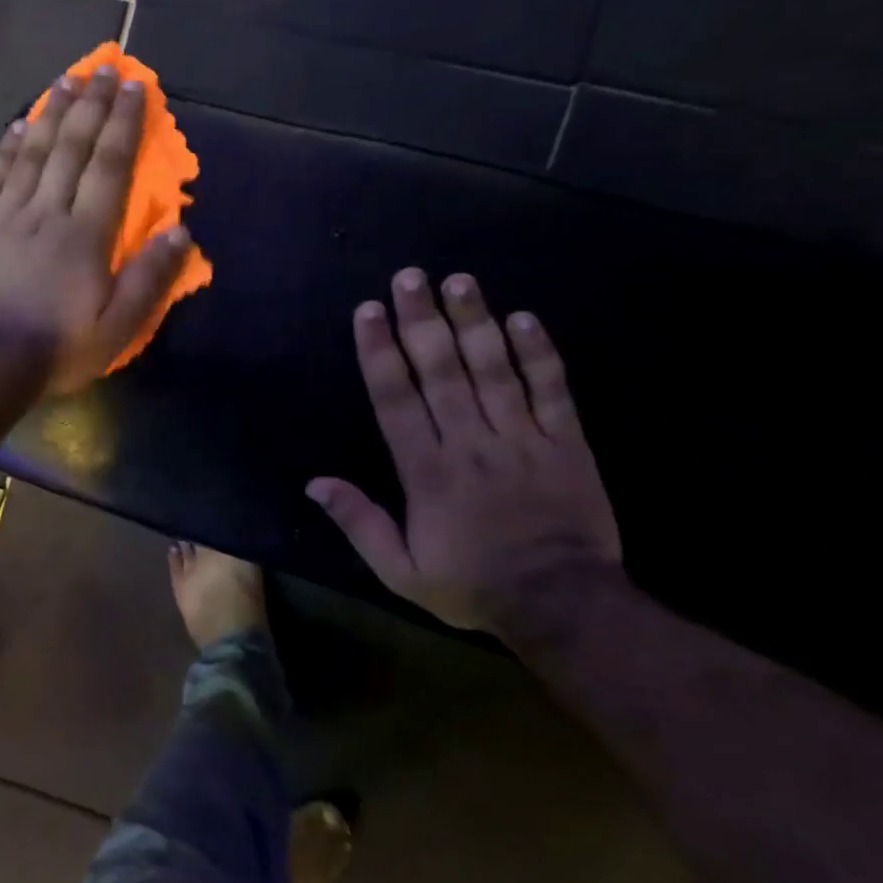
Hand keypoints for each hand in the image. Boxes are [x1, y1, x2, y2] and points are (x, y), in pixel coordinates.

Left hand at [0, 64, 190, 395]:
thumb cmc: (58, 347)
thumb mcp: (117, 326)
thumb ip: (149, 278)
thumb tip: (181, 231)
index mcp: (86, 235)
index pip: (110, 166)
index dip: (124, 124)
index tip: (134, 86)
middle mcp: (48, 212)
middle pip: (72, 148)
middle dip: (91, 105)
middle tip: (103, 67)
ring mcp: (8, 216)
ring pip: (32, 154)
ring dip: (50, 114)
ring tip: (66, 81)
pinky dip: (8, 148)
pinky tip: (17, 126)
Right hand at [308, 269, 620, 634]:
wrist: (564, 605)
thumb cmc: (472, 585)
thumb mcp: (400, 571)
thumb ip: (359, 523)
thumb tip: (315, 483)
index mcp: (427, 471)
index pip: (397, 399)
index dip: (380, 352)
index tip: (369, 311)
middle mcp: (471, 443)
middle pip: (443, 371)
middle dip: (422, 320)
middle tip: (410, 276)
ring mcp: (523, 439)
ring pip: (495, 370)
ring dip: (475, 322)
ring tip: (460, 281)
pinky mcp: (567, 444)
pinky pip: (553, 391)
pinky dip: (539, 354)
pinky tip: (524, 318)